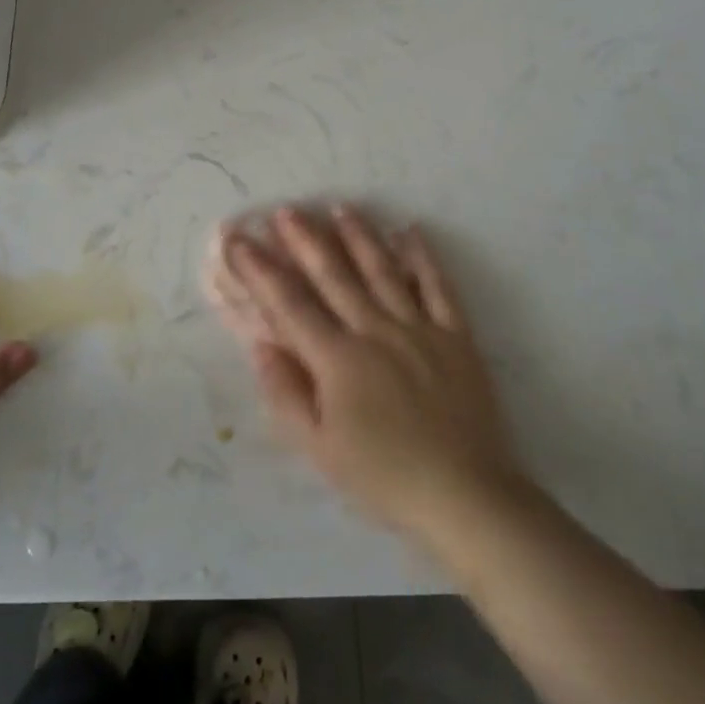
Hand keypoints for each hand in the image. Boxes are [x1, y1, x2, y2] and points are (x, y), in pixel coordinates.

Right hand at [204, 204, 522, 544]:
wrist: (465, 496)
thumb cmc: (383, 477)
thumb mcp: (320, 449)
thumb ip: (286, 393)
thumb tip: (261, 344)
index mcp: (338, 360)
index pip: (289, 304)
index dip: (260, 270)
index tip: (239, 240)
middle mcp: (375, 331)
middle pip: (333, 276)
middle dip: (305, 240)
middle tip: (286, 210)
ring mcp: (419, 328)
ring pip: (383, 270)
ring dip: (359, 236)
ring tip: (340, 207)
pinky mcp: (456, 336)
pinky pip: (437, 287)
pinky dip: (423, 258)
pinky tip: (409, 232)